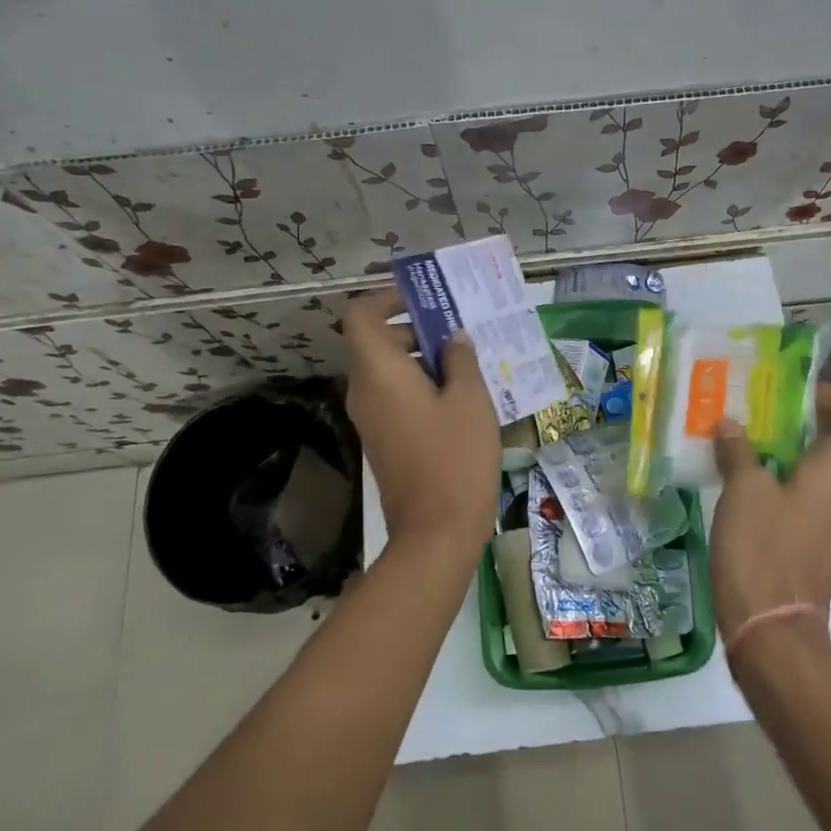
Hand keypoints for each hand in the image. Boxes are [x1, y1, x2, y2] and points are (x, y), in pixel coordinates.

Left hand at [344, 287, 501, 559]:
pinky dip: (421, 386)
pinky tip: (461, 397)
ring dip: (423, 359)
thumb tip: (453, 339)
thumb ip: (461, 359)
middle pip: (378, 342)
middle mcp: (365, 391)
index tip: (424, 300)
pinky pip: (395, 397)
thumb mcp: (470, 399)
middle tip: (461, 331)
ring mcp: (371, 418)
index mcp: (379, 372)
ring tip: (469, 363)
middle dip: (417, 329)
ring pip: (389, 371)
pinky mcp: (383, 440)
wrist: (436, 531)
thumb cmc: (455, 456)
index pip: (360, 316)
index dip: (386, 299)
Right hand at [710, 383, 830, 642]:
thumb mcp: (742, 491)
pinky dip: (784, 484)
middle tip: (760, 416)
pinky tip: (744, 488)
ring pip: (824, 472)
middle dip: (805, 423)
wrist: (772, 632)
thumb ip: (738, 451)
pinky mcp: (819, 546)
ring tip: (744, 447)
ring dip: (790, 454)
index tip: (804, 398)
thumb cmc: (763, 550)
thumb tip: (730, 424)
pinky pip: (810, 499)